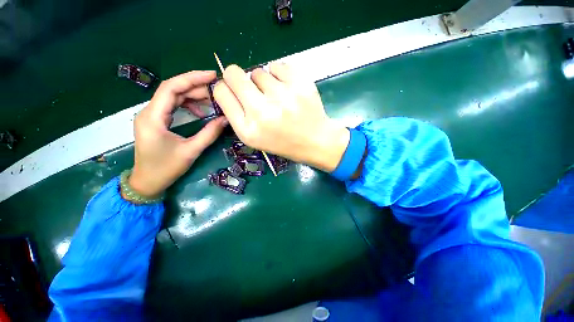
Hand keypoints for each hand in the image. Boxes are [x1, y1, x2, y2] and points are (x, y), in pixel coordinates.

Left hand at [128, 71, 227, 197]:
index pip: (171, 88)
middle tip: (218, 90)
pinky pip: (173, 106)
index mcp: (153, 117)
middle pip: (173, 90)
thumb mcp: (191, 151)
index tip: (212, 76)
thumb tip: (226, 119)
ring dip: (194, 96)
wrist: (147, 182)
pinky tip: (201, 111)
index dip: (192, 78)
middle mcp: (149, 111)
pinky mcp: (157, 121)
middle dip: (196, 87)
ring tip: (213, 100)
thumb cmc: (166, 168)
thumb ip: (209, 133)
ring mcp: (152, 116)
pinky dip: (188, 105)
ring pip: (174, 97)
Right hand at [213, 63, 348, 171]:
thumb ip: (236, 115)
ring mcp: (283, 97)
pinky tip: (286, 90)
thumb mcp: (255, 138)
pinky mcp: (300, 84)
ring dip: (263, 82)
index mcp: (249, 130)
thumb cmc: (284, 142)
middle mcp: (262, 112)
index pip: (221, 93)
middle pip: (234, 74)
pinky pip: (277, 66)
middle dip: (237, 77)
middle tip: (251, 88)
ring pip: (258, 72)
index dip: (225, 88)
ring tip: (276, 97)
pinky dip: (278, 75)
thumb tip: (226, 87)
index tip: (233, 90)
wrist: (315, 141)